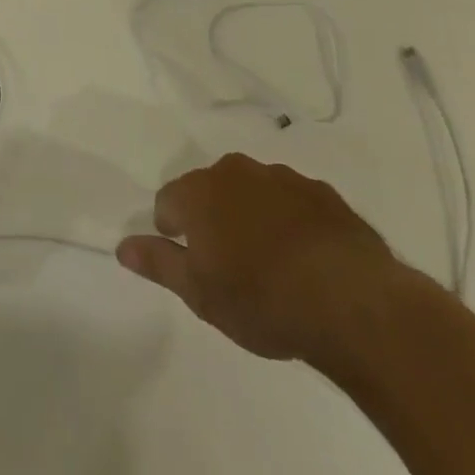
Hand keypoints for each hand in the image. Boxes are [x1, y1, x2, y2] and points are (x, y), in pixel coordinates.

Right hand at [116, 153, 419, 368]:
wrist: (352, 302)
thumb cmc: (262, 300)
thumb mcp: (199, 293)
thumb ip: (158, 263)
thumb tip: (122, 245)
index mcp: (199, 191)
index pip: (168, 200)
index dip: (173, 231)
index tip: (192, 262)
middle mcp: (237, 172)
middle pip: (210, 189)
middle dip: (212, 218)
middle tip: (229, 265)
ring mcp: (283, 178)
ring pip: (253, 192)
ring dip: (252, 216)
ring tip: (271, 263)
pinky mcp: (323, 193)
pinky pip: (293, 201)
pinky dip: (290, 221)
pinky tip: (306, 258)